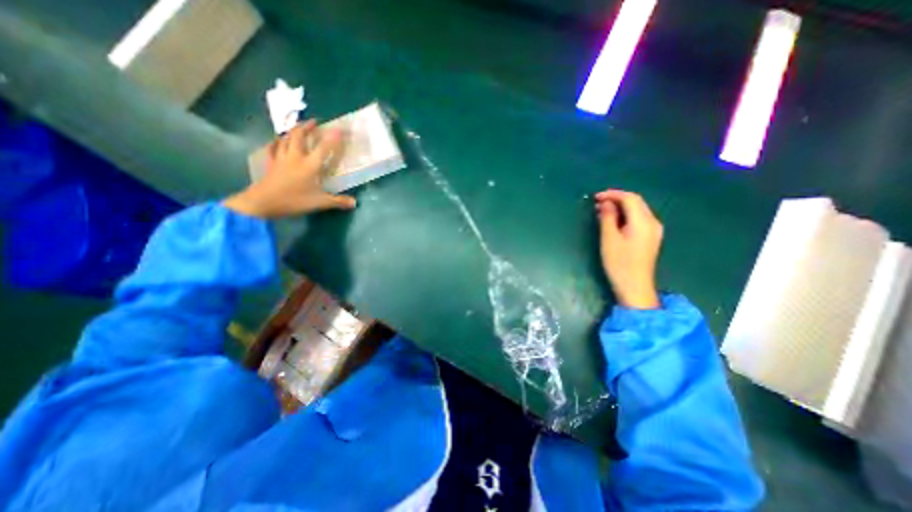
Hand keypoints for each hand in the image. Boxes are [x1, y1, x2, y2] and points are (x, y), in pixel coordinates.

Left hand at [222, 120, 357, 220]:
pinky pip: (272, 148)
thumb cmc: (294, 200)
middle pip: (299, 136)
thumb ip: (338, 201)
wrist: (263, 202)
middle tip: (314, 122)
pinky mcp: (271, 163)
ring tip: (299, 128)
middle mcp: (295, 157)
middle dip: (307, 127)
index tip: (338, 128)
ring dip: (293, 131)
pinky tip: (277, 140)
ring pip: (285, 138)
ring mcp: (281, 158)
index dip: (332, 138)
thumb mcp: (320, 203)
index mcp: (309, 165)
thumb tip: (355, 203)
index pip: (323, 148)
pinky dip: (276, 142)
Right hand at [592, 187, 664, 308]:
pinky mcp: (651, 237)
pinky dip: (625, 215)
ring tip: (602, 210)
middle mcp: (653, 222)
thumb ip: (608, 218)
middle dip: (617, 198)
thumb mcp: (609, 239)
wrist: (634, 286)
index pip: (630, 198)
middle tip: (597, 202)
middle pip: (636, 202)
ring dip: (621, 207)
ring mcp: (654, 230)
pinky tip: (614, 220)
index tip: (596, 197)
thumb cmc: (619, 263)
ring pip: (638, 210)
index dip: (612, 194)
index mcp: (643, 221)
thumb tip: (606, 203)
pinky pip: (638, 219)